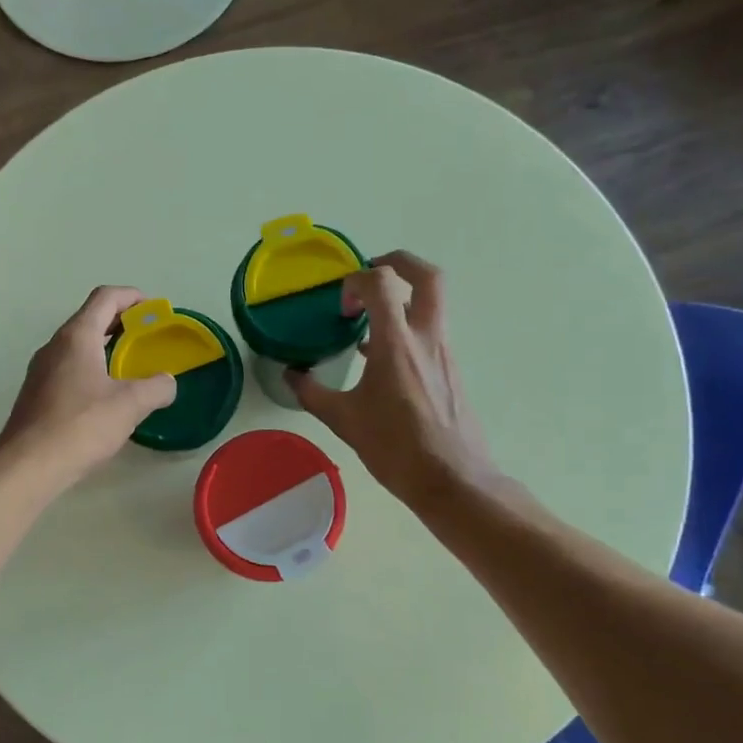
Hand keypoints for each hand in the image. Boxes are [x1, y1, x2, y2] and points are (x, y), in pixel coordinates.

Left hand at [0, 286, 176, 495]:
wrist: (28, 466)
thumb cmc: (80, 426)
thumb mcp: (130, 405)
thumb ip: (156, 387)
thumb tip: (167, 382)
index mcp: (77, 337)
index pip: (104, 298)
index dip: (131, 296)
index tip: (153, 309)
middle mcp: (55, 346)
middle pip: (90, 319)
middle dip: (121, 323)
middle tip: (147, 338)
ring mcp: (41, 371)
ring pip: (78, 347)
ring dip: (105, 348)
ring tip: (131, 367)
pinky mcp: (37, 395)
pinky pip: (69, 370)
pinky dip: (92, 370)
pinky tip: (106, 397)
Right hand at [289, 252, 503, 513]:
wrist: (452, 479)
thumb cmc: (395, 448)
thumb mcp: (344, 420)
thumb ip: (312, 392)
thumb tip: (290, 375)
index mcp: (397, 344)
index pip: (381, 284)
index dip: (356, 281)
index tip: (341, 307)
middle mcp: (427, 338)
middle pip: (428, 276)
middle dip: (399, 263)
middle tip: (372, 273)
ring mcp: (445, 353)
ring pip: (432, 304)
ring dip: (402, 299)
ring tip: (369, 322)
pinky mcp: (452, 370)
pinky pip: (431, 332)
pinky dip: (408, 328)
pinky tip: (382, 359)